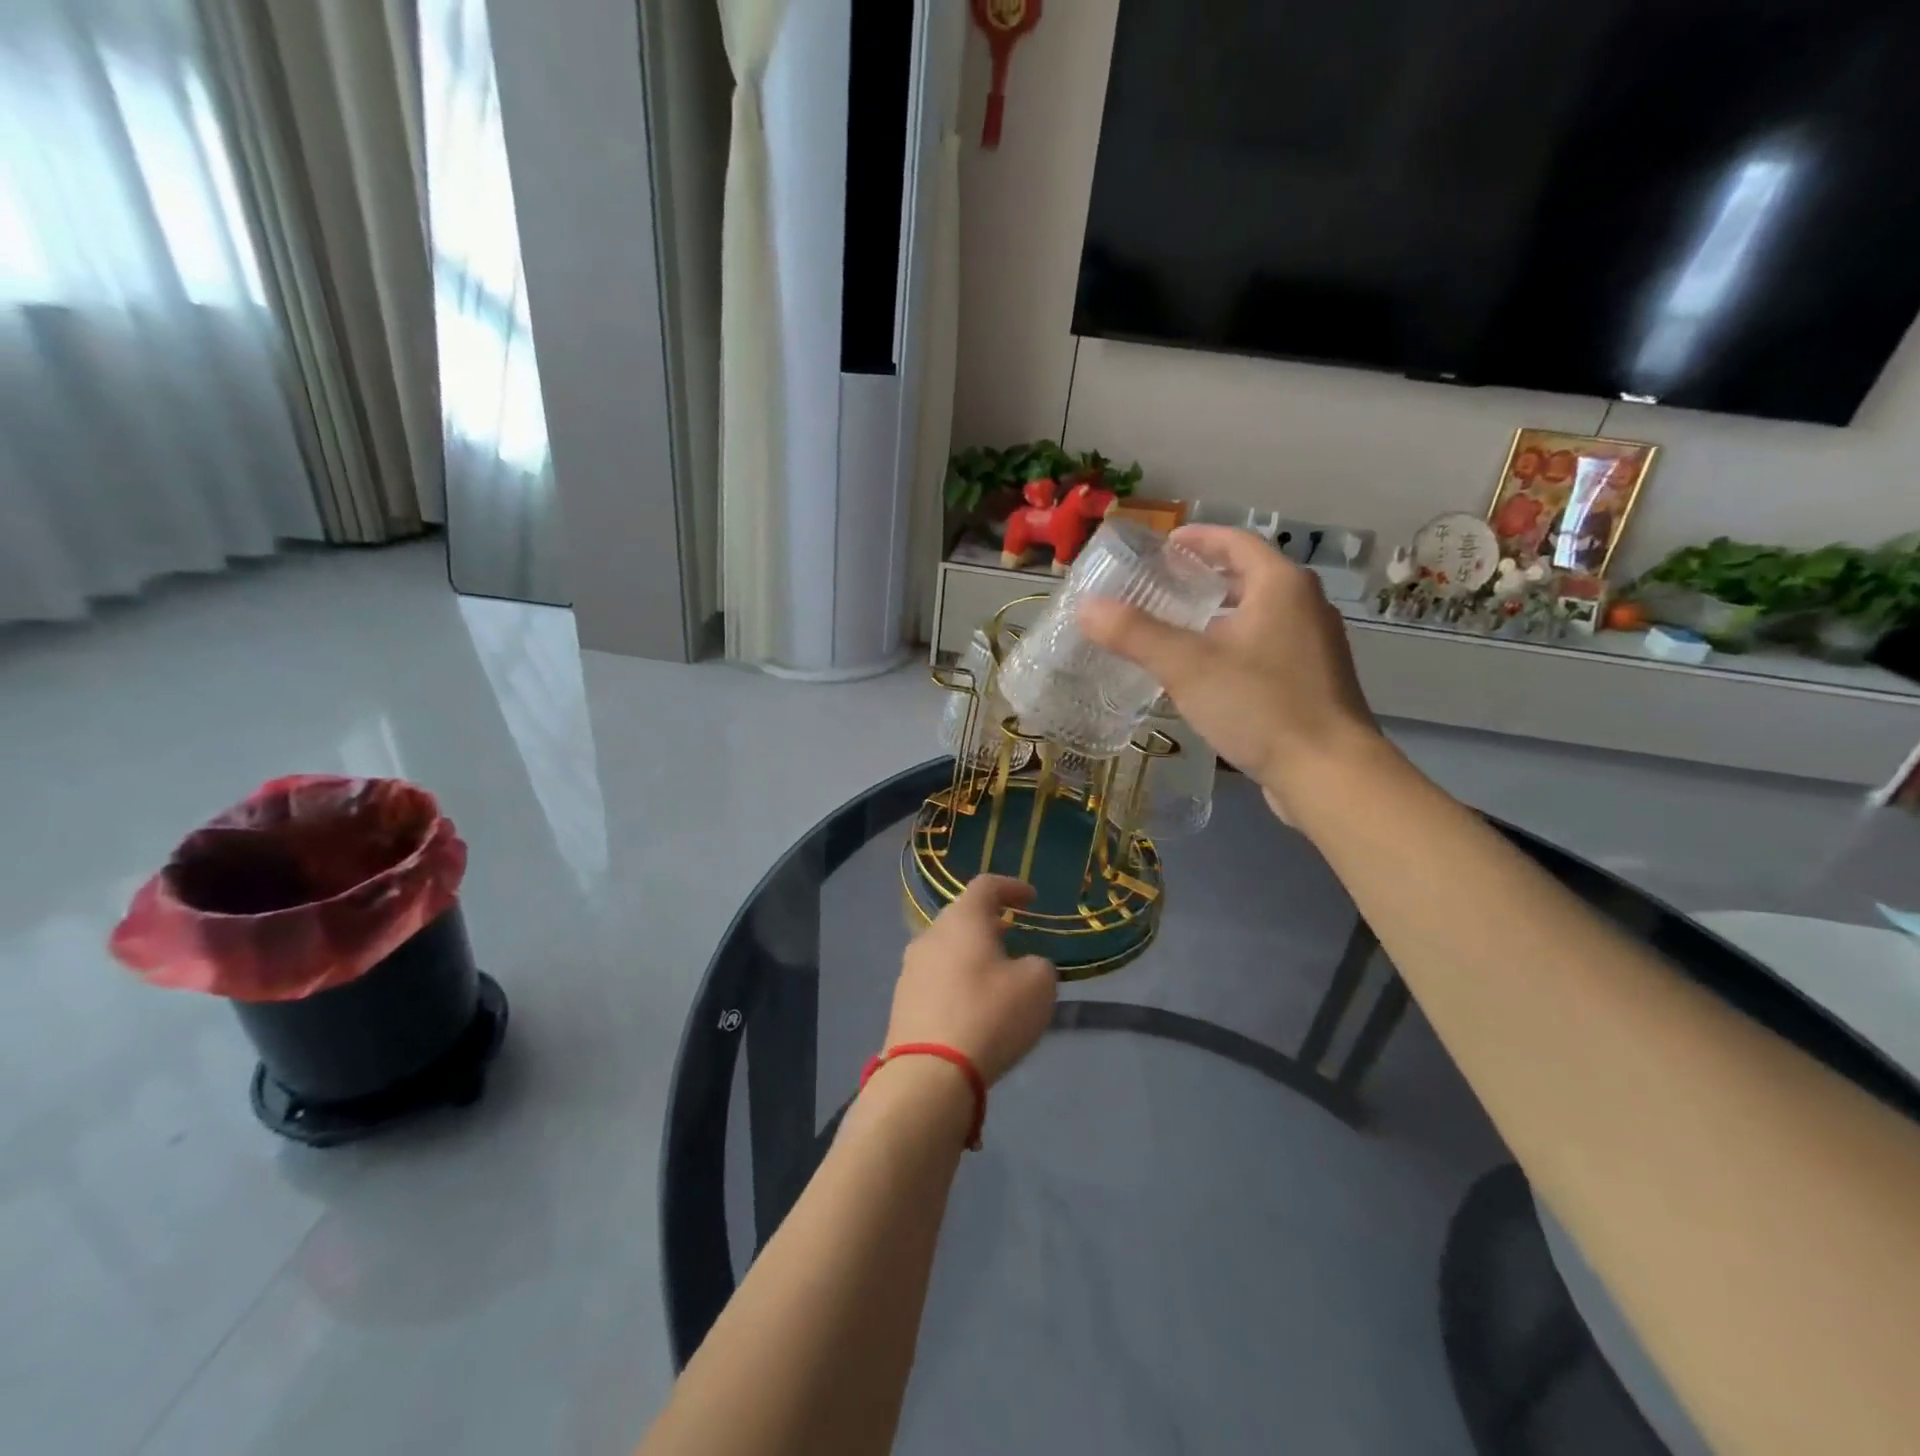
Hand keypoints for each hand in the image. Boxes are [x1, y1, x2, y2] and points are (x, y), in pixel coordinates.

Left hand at [885, 875, 1055, 1086]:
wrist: (928, 1074)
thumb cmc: (989, 1015)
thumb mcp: (1037, 985)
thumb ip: (1038, 965)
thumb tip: (1025, 966)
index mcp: (962, 920)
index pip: (986, 886)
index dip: (1011, 887)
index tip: (1031, 899)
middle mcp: (930, 935)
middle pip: (961, 917)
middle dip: (989, 923)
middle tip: (1013, 935)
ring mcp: (910, 969)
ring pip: (946, 949)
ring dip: (971, 954)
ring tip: (995, 974)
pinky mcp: (902, 1002)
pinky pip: (935, 980)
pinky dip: (957, 982)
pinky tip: (973, 1006)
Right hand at [1077, 524, 1384, 820]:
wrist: (1328, 773)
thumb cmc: (1260, 705)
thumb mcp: (1187, 666)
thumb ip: (1135, 633)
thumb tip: (1086, 606)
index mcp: (1281, 585)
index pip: (1236, 541)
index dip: (1199, 539)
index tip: (1164, 546)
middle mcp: (1305, 605)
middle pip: (1249, 576)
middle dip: (1206, 578)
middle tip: (1162, 587)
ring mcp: (1314, 645)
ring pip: (1259, 613)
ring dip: (1220, 613)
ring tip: (1177, 628)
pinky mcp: (1313, 680)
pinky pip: (1266, 645)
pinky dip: (1235, 643)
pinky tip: (1208, 672)